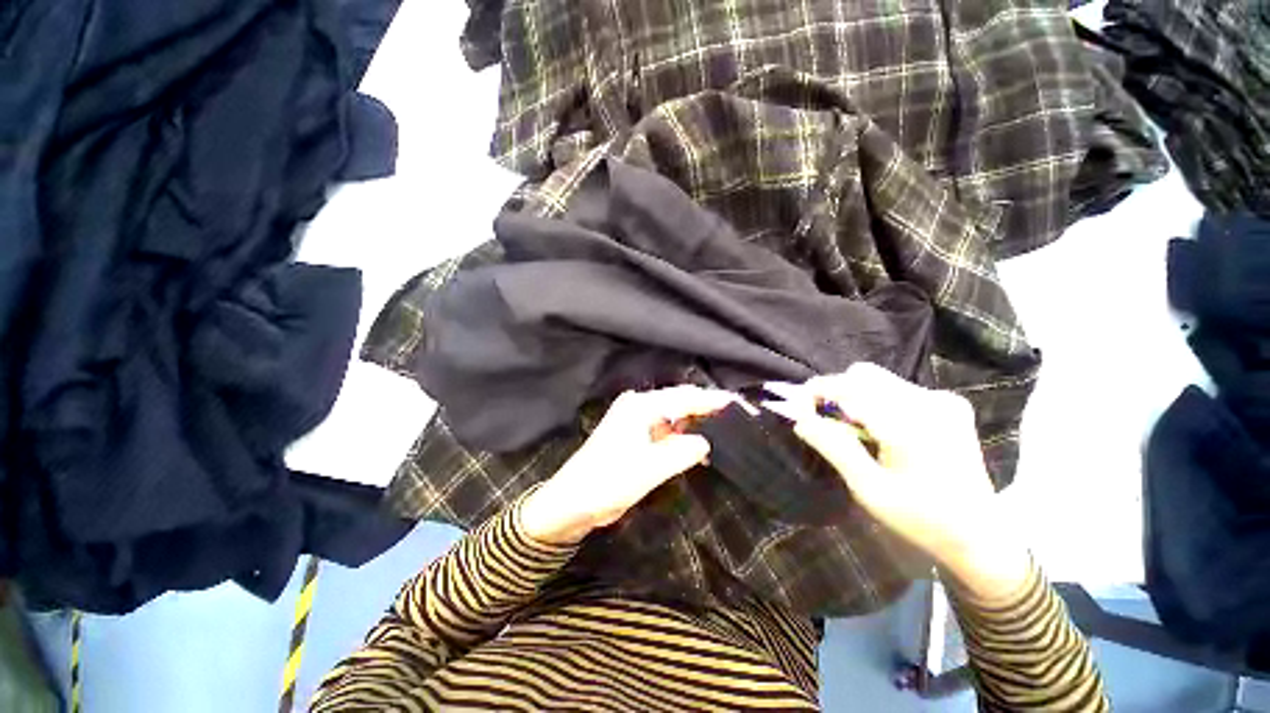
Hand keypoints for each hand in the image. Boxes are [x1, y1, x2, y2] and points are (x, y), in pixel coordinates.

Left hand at [519, 386, 735, 545]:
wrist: (571, 502)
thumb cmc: (608, 482)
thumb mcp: (650, 468)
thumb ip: (683, 451)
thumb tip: (705, 441)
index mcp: (641, 406)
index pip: (685, 398)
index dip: (713, 401)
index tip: (740, 406)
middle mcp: (639, 406)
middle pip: (680, 403)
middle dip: (706, 411)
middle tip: (737, 421)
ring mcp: (635, 421)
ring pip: (674, 417)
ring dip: (695, 425)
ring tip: (724, 435)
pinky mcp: (634, 436)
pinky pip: (665, 431)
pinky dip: (682, 437)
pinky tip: (698, 448)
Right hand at [771, 363, 1029, 601]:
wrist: (980, 535)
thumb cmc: (920, 519)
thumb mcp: (868, 489)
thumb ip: (833, 447)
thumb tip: (799, 419)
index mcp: (911, 426)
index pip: (849, 388)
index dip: (816, 391)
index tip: (798, 408)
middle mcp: (930, 402)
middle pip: (863, 375)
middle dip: (835, 393)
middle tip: (827, 423)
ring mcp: (944, 400)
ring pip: (878, 379)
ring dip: (855, 397)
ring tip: (855, 432)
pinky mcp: (950, 404)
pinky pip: (896, 388)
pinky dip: (876, 402)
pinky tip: (881, 430)